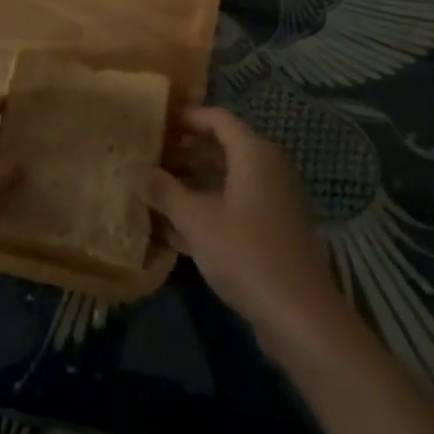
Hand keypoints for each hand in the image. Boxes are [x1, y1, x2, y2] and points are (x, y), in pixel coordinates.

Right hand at [148, 107, 343, 344]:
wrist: (299, 315)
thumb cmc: (246, 254)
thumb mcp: (196, 220)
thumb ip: (164, 190)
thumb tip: (134, 167)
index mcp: (254, 153)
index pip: (217, 118)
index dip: (185, 118)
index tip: (154, 125)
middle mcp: (267, 168)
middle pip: (221, 147)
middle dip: (184, 152)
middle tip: (148, 159)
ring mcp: (273, 200)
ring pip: (226, 179)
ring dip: (192, 183)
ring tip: (155, 192)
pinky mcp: (272, 229)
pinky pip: (234, 205)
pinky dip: (207, 208)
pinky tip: (175, 229)